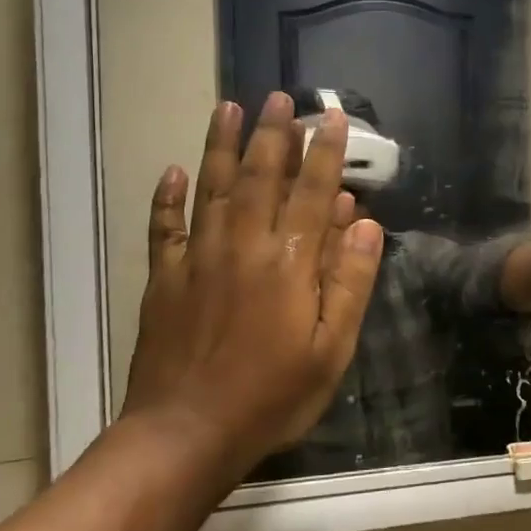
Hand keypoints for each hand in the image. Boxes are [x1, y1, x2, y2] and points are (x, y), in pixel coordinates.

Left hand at [122, 92, 383, 470]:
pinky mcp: (164, 279)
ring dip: (221, 145)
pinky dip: (167, 197)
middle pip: (260, 177)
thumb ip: (349, 281)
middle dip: (273, 134)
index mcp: (288, 263)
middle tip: (278, 97)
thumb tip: (366, 223)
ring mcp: (198, 259)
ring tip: (227, 107)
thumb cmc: (272, 395)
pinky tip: (173, 170)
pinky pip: (164, 227)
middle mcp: (243, 246)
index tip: (331, 117)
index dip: (325, 153)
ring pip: (211, 188)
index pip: (313, 193)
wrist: (187, 433)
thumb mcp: (332, 349)